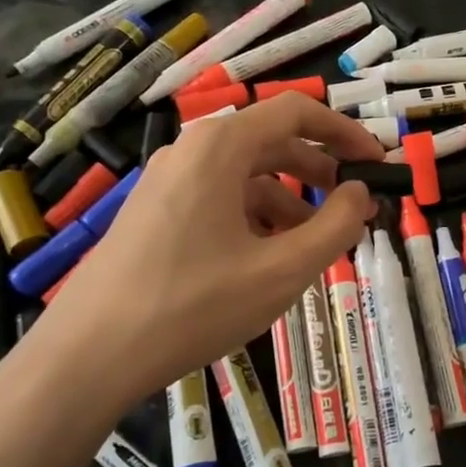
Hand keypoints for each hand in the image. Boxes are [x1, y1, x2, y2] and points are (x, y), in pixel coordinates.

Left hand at [30, 95, 382, 418]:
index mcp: (221, 146)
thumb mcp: (282, 271)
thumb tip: (361, 193)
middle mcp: (191, 151)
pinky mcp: (153, 212)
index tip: (377, 162)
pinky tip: (264, 261)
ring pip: (244, 176)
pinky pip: (217, 199)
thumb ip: (336, 226)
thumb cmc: (193, 305)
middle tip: (353, 206)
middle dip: (319, 171)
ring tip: (312, 246)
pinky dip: (253, 218)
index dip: (345, 131)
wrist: (88, 355)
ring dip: (288, 201)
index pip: (296, 111)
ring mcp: (166, 181)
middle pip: (270, 142)